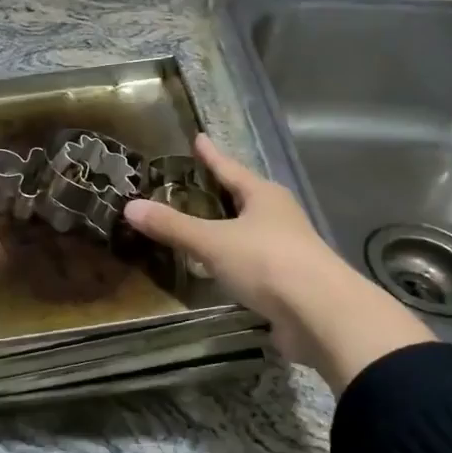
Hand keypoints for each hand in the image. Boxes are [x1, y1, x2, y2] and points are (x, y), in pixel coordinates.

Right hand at [123, 135, 433, 391]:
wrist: (321, 314)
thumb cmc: (267, 262)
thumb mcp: (212, 241)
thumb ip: (173, 226)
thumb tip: (130, 207)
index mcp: (264, 196)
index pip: (230, 169)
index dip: (212, 155)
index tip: (199, 138)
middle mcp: (279, 217)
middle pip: (245, 198)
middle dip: (222, 192)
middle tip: (194, 183)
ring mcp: (288, 250)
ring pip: (250, 232)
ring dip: (229, 229)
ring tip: (201, 226)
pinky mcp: (288, 283)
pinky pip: (253, 264)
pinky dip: (234, 263)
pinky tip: (219, 270)